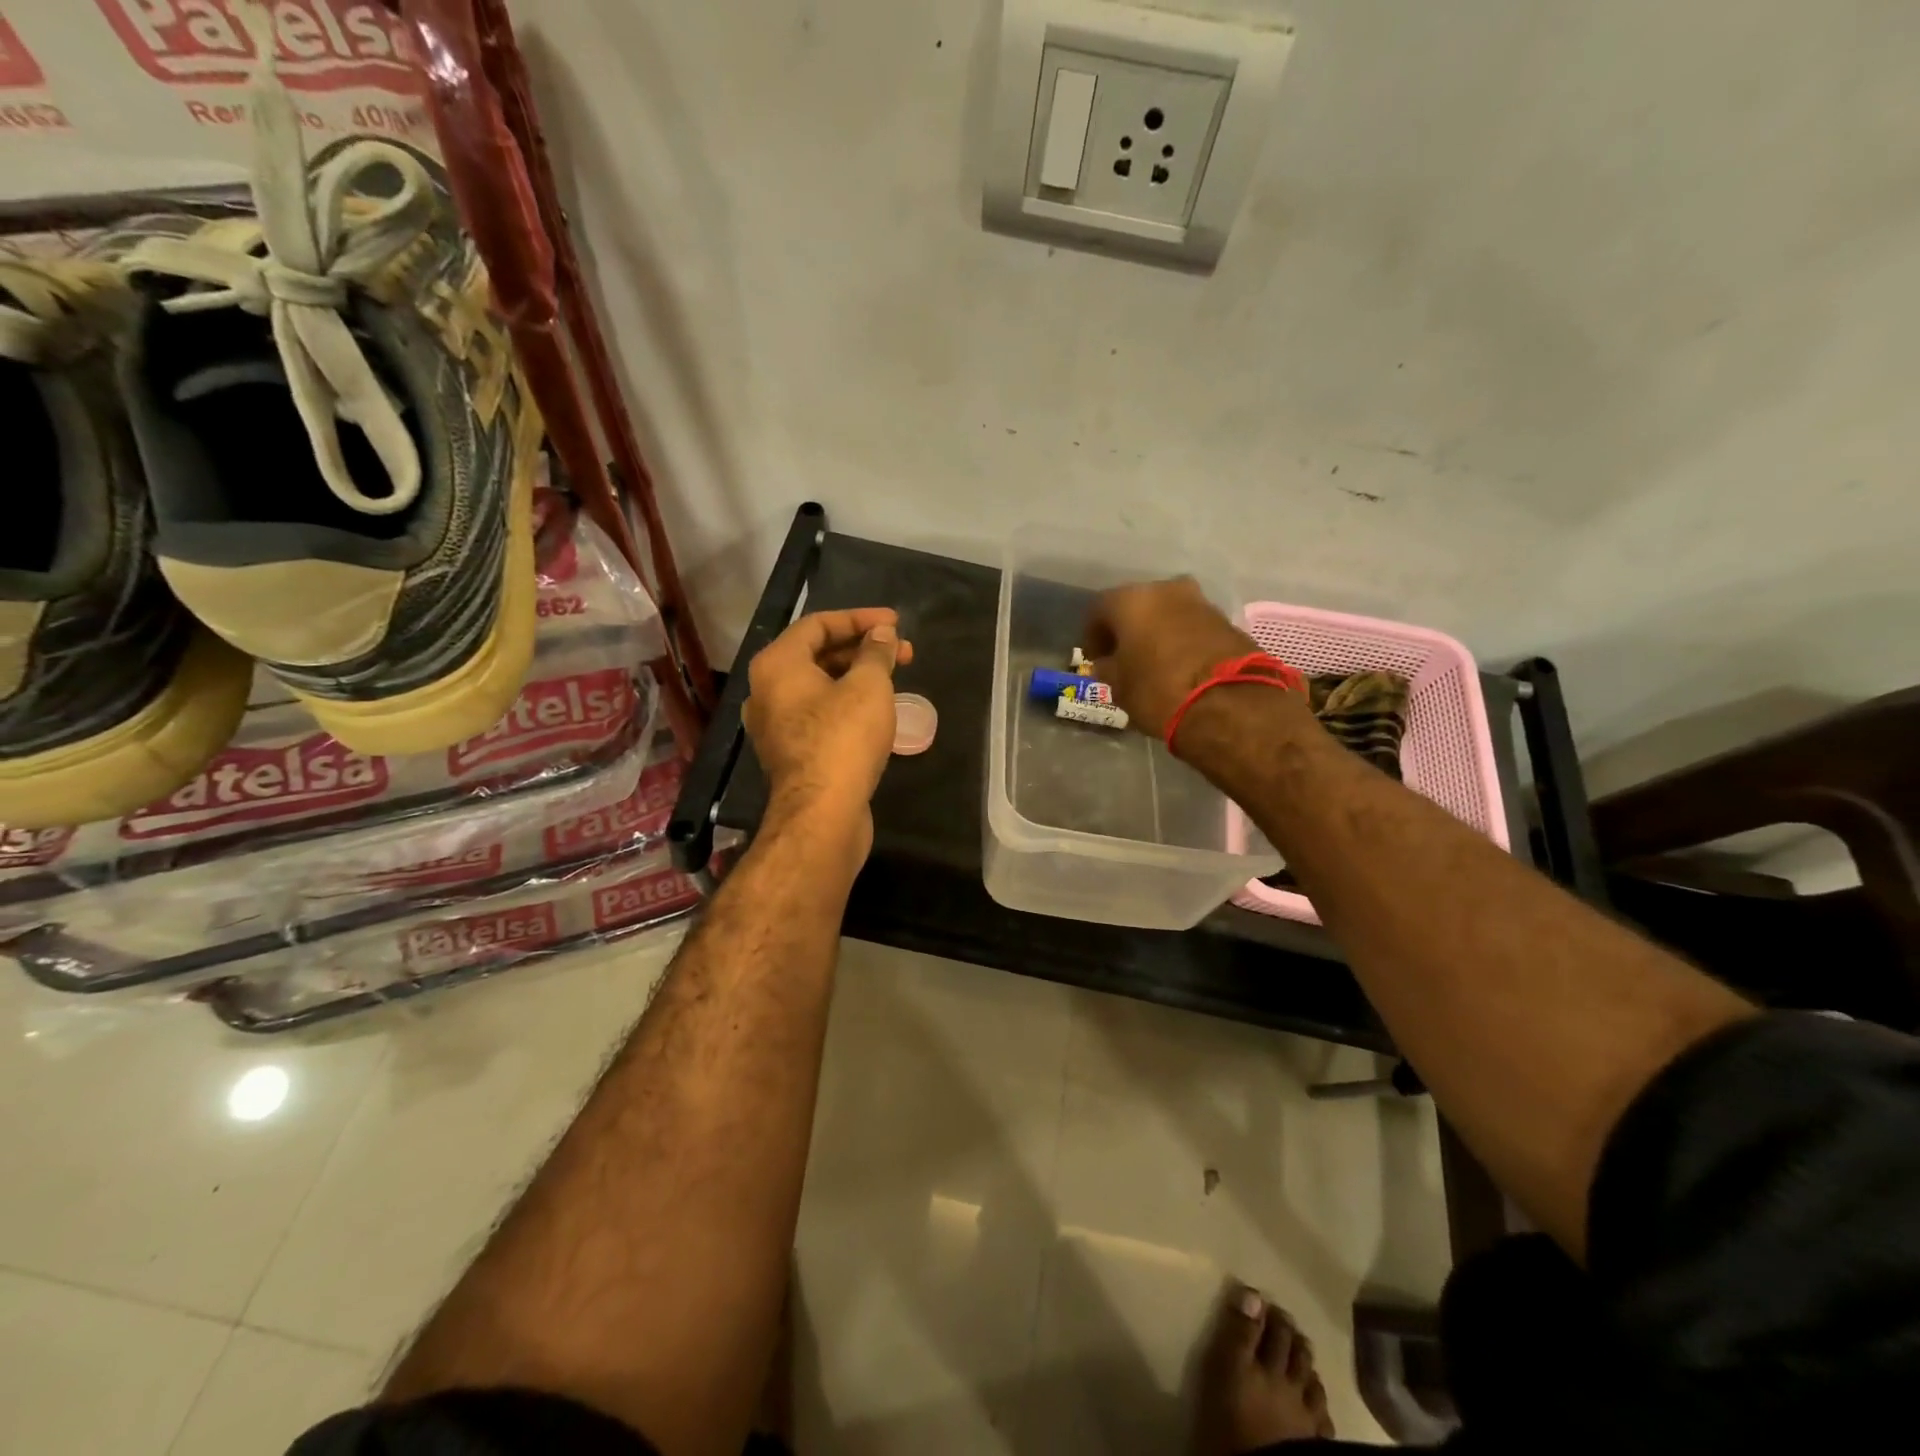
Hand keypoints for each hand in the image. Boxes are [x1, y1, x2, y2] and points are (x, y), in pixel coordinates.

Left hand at [743, 608, 914, 865]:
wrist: (822, 814)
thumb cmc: (843, 738)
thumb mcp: (868, 686)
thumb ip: (876, 653)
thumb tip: (881, 634)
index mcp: (777, 665)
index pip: (818, 624)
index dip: (860, 618)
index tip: (896, 622)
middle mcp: (768, 691)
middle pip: (817, 655)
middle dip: (863, 649)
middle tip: (903, 651)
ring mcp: (777, 725)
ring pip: (820, 687)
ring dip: (858, 676)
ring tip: (895, 678)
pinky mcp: (792, 753)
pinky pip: (820, 714)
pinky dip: (847, 703)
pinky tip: (878, 710)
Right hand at [1083, 578, 1258, 742]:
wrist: (1229, 704)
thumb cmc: (1158, 690)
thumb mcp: (1120, 687)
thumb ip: (1109, 669)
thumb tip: (1108, 664)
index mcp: (1131, 600)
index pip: (1099, 610)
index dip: (1093, 635)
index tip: (1095, 659)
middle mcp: (1166, 590)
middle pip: (1138, 606)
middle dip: (1130, 629)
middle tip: (1125, 657)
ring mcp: (1201, 602)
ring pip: (1169, 613)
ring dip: (1159, 633)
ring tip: (1155, 663)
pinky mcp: (1228, 621)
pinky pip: (1194, 627)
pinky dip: (1184, 641)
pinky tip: (1181, 666)